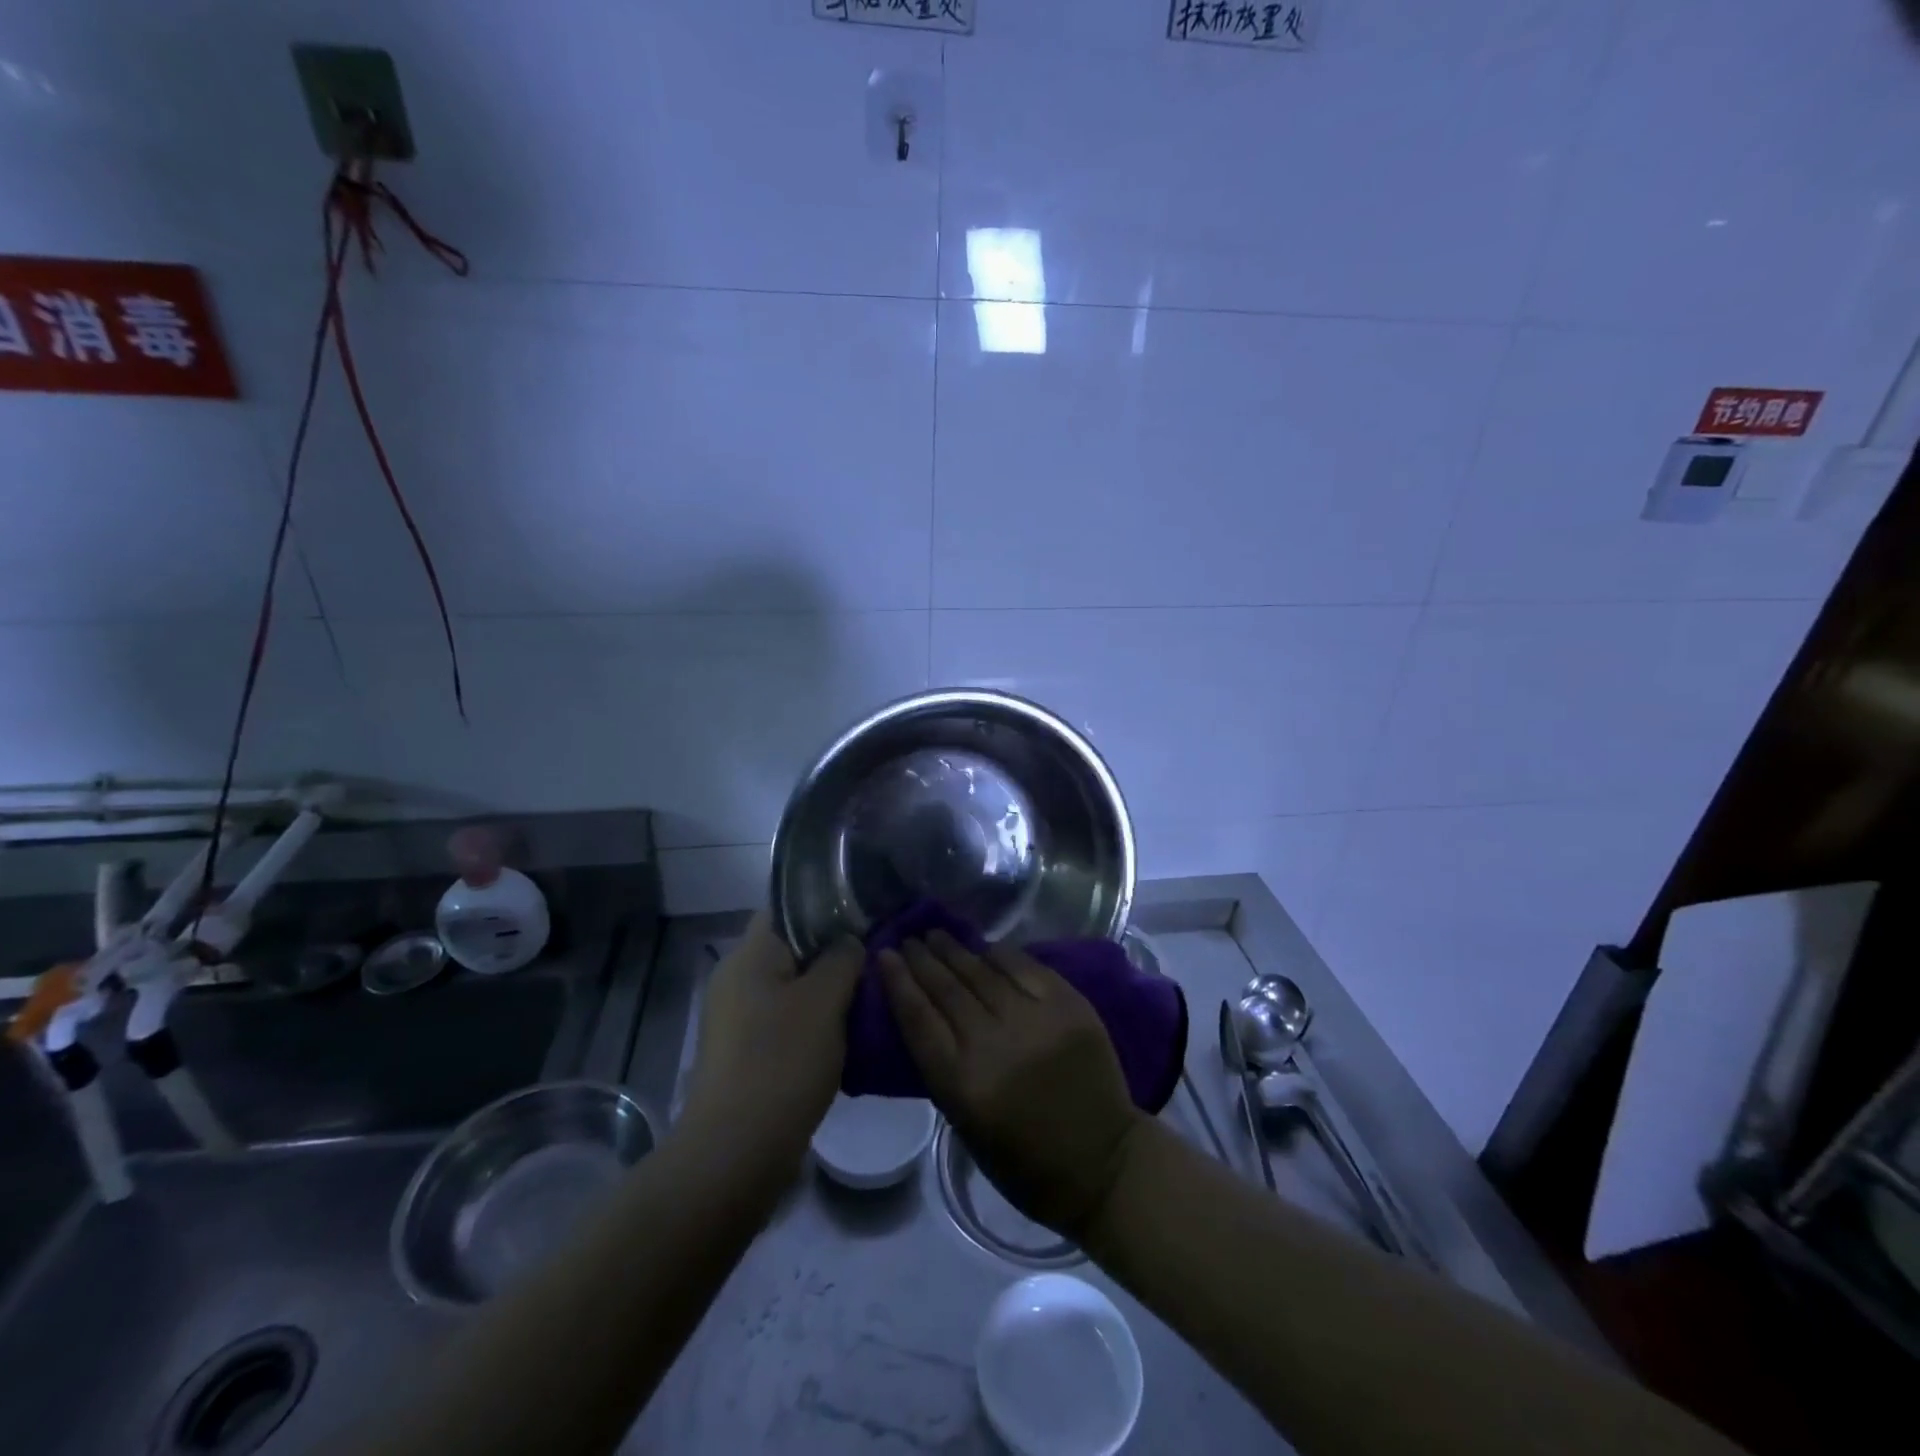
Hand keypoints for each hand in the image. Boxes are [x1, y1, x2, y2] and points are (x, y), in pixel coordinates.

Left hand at [680, 912, 863, 1187]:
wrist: (736, 1152)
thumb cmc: (783, 1061)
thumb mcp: (825, 1001)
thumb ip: (842, 958)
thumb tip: (849, 941)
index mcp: (749, 955)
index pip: (786, 908)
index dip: (826, 906)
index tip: (864, 917)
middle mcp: (736, 979)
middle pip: (791, 949)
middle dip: (832, 954)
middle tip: (873, 961)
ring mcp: (736, 1018)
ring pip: (790, 987)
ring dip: (826, 992)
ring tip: (866, 999)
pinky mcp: (743, 1053)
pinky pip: (784, 1021)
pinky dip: (812, 1023)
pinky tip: (844, 1037)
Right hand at [880, 930, 1144, 1240]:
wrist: (1103, 1162)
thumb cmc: (1024, 1160)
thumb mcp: (965, 1124)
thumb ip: (943, 1066)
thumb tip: (924, 1013)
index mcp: (963, 1085)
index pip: (918, 1019)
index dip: (898, 982)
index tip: (884, 956)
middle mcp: (995, 1045)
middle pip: (948, 989)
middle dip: (923, 960)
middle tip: (908, 939)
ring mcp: (1036, 1020)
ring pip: (983, 972)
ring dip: (955, 950)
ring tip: (936, 934)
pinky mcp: (1069, 1006)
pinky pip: (1025, 968)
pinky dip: (1001, 954)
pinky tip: (984, 945)